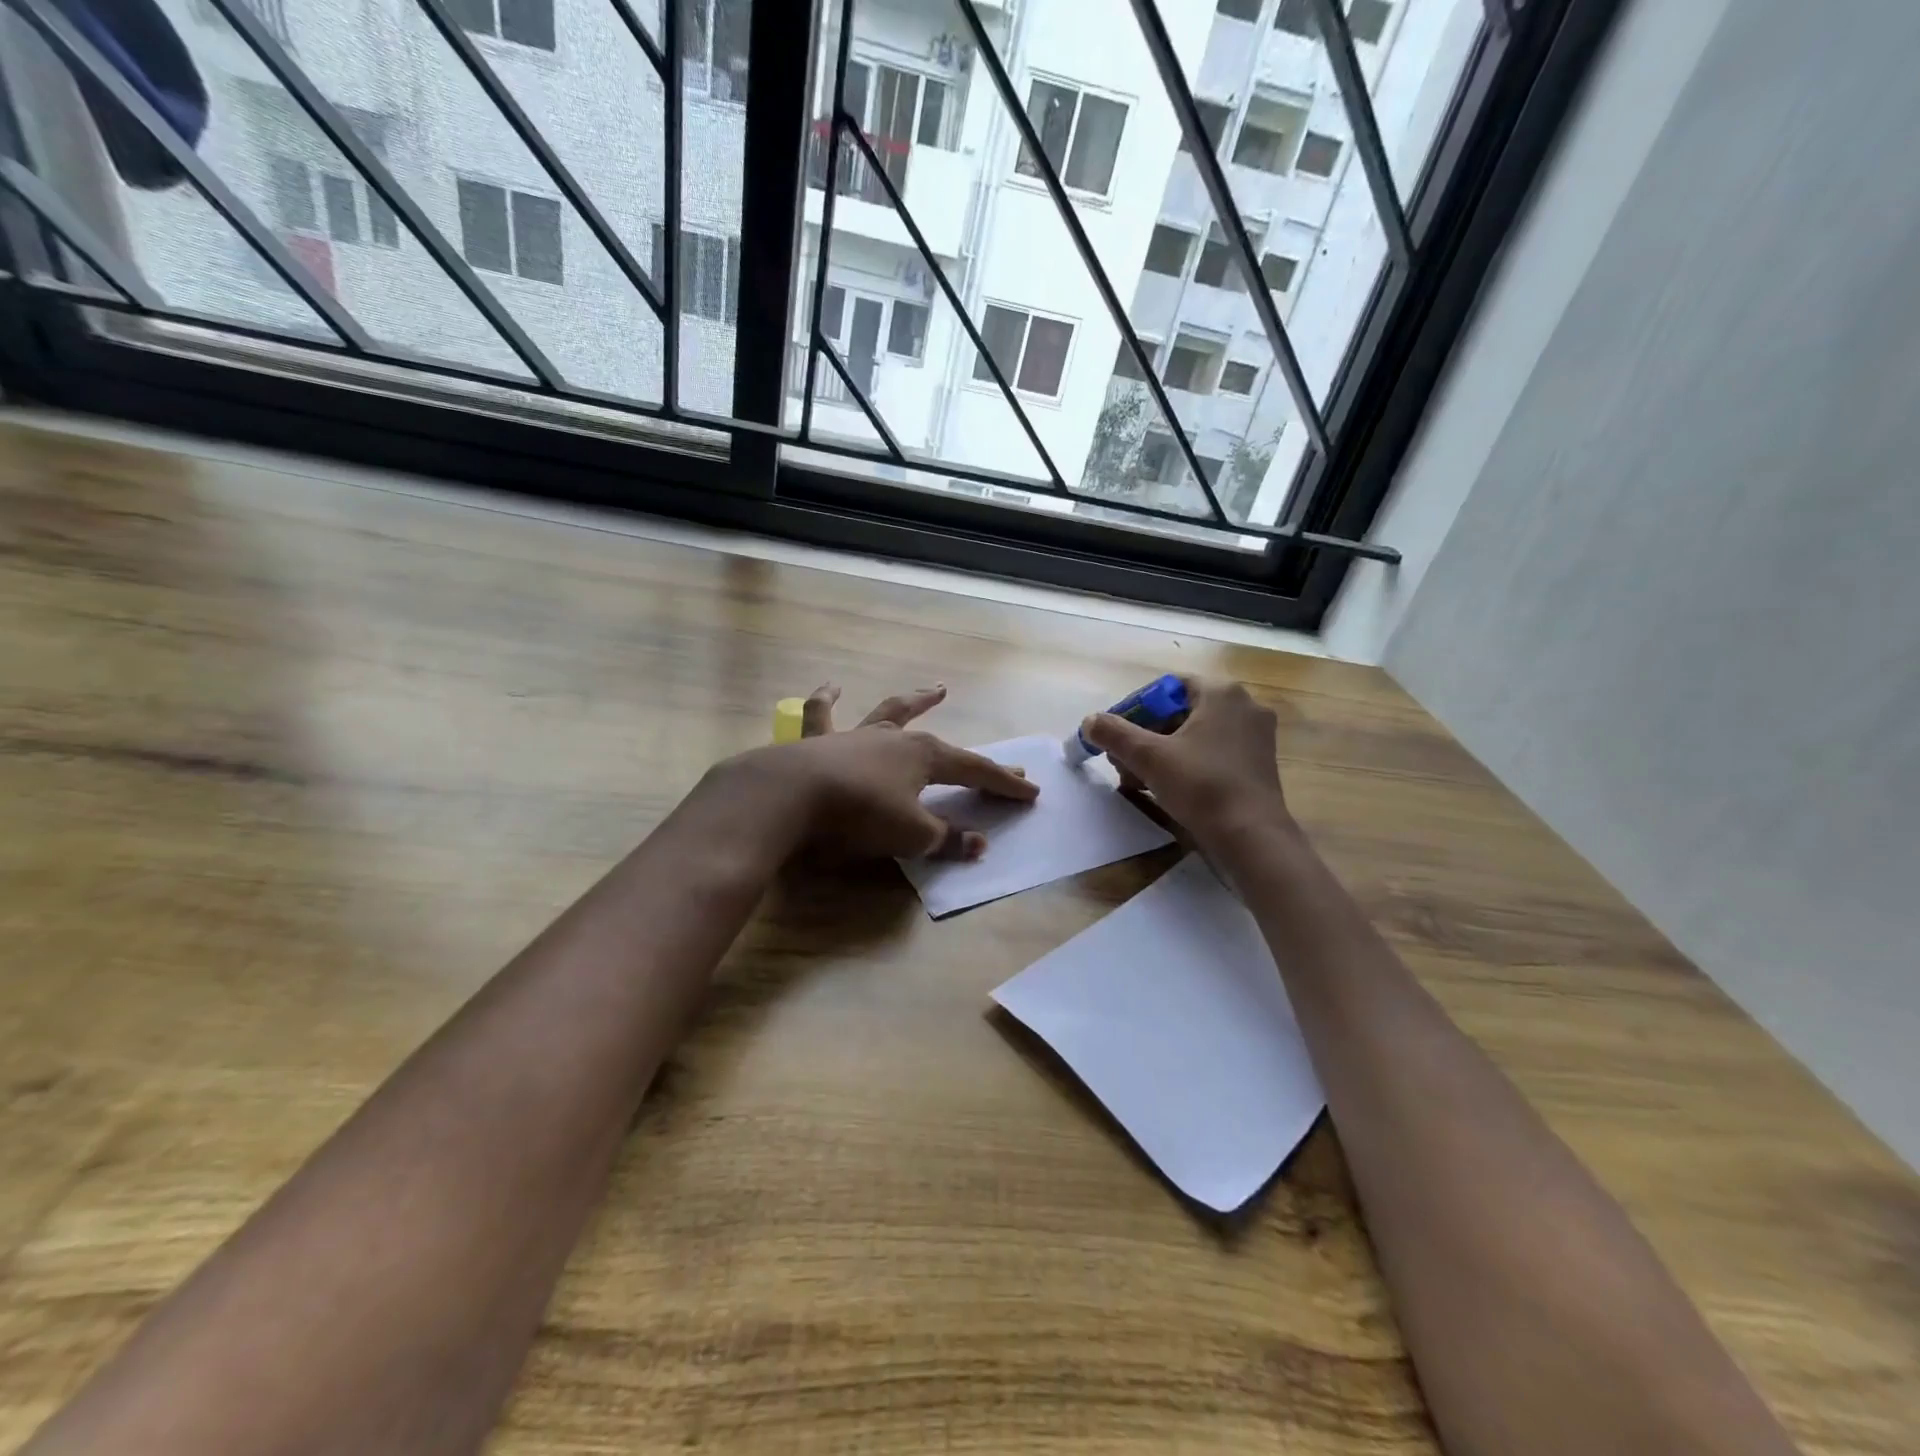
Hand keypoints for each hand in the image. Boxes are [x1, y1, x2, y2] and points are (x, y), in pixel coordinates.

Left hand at [746, 682, 1036, 861]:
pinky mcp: (819, 741)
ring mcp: (857, 736)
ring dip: (916, 702)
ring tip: (935, 689)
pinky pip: (823, 715)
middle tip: (1003, 763)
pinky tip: (832, 687)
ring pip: (892, 713)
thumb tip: (979, 844)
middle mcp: (895, 740)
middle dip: (973, 760)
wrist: (788, 795)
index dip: (1004, 784)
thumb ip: (945, 839)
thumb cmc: (858, 814)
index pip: (975, 771)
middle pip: (944, 746)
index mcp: (924, 758)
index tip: (1031, 792)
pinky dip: (828, 700)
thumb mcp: (910, 836)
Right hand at [1079, 677, 1289, 847]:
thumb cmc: (1201, 785)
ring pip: (1195, 735)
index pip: (1167, 688)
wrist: (1250, 836)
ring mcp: (1256, 736)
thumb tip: (1088, 721)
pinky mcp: (1259, 763)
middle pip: (1180, 712)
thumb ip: (1115, 734)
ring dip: (1161, 753)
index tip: (1116, 735)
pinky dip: (1186, 764)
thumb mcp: (1149, 757)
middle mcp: (1244, 706)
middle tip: (1121, 760)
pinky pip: (1213, 752)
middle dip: (1146, 736)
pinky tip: (1164, 788)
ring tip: (1135, 779)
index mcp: (1221, 693)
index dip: (1135, 709)